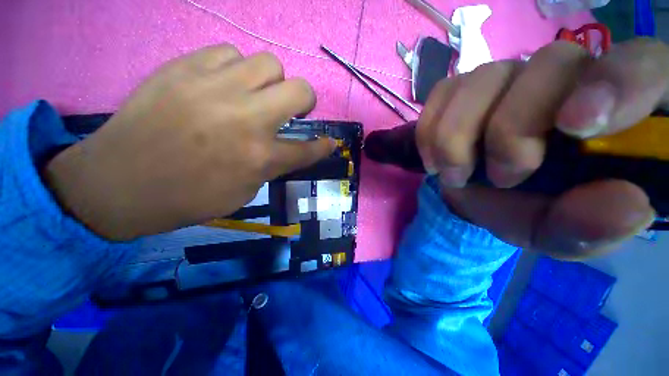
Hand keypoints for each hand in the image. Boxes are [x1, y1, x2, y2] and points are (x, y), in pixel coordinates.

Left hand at [45, 45, 333, 240]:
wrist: (120, 183)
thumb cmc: (189, 197)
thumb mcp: (244, 192)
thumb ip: (270, 166)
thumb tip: (285, 148)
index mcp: (261, 157)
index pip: (308, 149)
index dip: (323, 146)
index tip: (329, 142)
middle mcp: (248, 119)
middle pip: (301, 90)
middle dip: (305, 100)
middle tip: (293, 109)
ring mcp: (216, 88)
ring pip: (269, 63)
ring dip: (271, 82)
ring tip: (255, 95)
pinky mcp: (185, 68)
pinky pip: (229, 53)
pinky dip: (236, 69)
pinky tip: (223, 85)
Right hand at [417, 38, 668, 258]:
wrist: (486, 199)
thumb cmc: (537, 212)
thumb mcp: (568, 234)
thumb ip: (596, 226)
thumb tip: (628, 204)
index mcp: (621, 110)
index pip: (641, 66)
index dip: (615, 84)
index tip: (575, 127)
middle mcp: (568, 77)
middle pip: (551, 63)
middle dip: (511, 128)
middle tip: (500, 178)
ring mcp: (510, 77)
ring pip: (484, 77)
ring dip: (457, 135)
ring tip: (454, 175)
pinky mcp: (464, 89)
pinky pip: (443, 93)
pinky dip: (430, 129)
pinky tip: (435, 159)